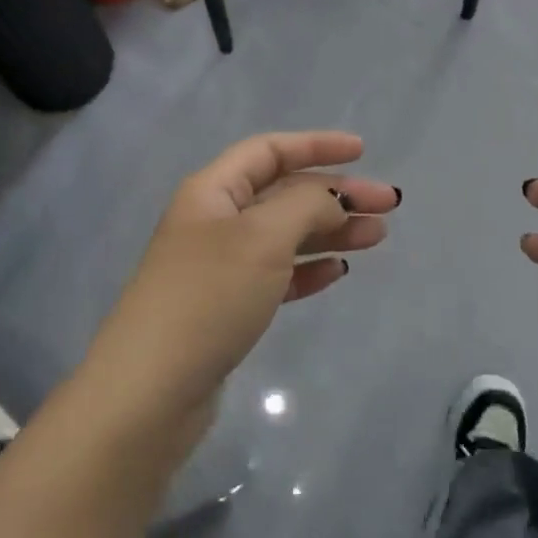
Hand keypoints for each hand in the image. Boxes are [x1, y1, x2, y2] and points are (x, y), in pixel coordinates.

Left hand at [83, 131, 398, 424]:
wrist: (149, 393)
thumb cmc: (208, 297)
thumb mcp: (262, 238)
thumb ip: (305, 205)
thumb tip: (334, 196)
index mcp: (212, 191)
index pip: (269, 151)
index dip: (316, 144)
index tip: (362, 151)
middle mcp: (214, 220)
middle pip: (283, 193)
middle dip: (335, 194)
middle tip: (387, 205)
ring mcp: (219, 266)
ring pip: (284, 235)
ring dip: (330, 231)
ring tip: (377, 237)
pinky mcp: (226, 307)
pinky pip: (276, 275)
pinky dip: (307, 269)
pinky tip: (337, 272)